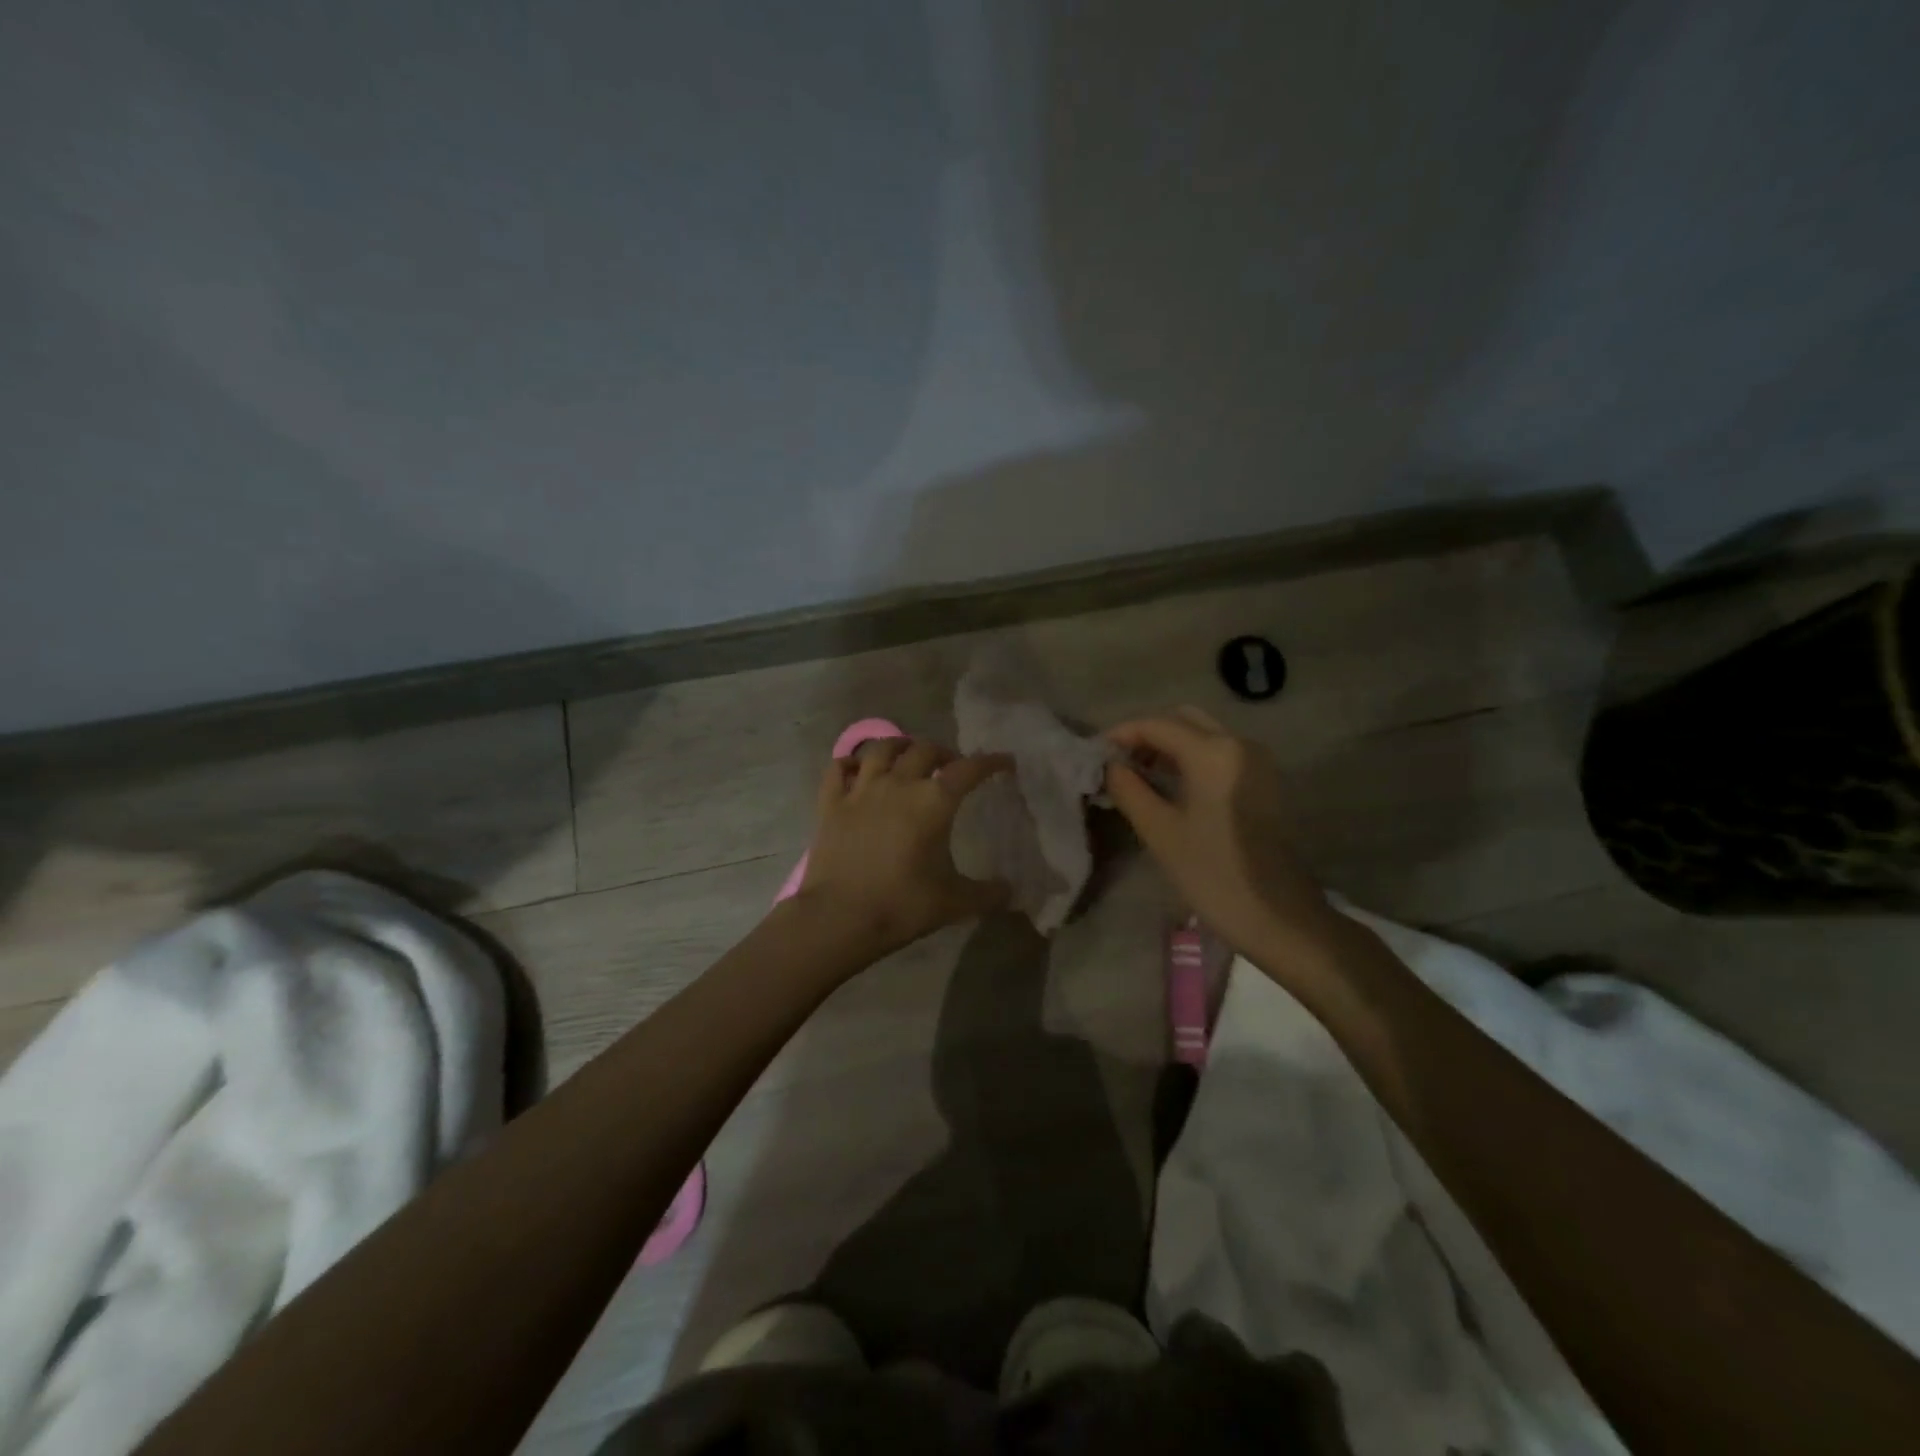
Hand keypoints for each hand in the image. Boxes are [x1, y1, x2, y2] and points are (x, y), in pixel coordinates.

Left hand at [796, 738, 1013, 958]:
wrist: (839, 917)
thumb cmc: (902, 906)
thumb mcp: (954, 903)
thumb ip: (987, 894)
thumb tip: (1011, 891)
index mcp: (934, 802)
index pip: (968, 769)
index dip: (990, 762)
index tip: (1004, 762)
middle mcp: (899, 784)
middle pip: (924, 750)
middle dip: (944, 753)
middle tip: (951, 766)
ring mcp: (861, 790)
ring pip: (881, 749)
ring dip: (900, 746)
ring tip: (908, 754)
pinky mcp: (830, 803)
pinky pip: (839, 768)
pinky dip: (851, 763)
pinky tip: (857, 769)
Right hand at [1103, 707, 1335, 954]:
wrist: (1281, 918)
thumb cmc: (1214, 875)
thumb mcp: (1160, 832)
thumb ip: (1129, 790)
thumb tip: (1110, 766)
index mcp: (1213, 752)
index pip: (1157, 725)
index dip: (1122, 734)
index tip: (1095, 755)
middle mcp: (1239, 744)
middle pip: (1183, 720)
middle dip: (1147, 735)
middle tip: (1118, 764)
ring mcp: (1256, 762)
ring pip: (1203, 735)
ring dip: (1169, 746)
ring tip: (1137, 776)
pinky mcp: (1264, 782)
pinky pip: (1220, 754)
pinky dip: (1191, 759)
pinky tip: (1170, 787)